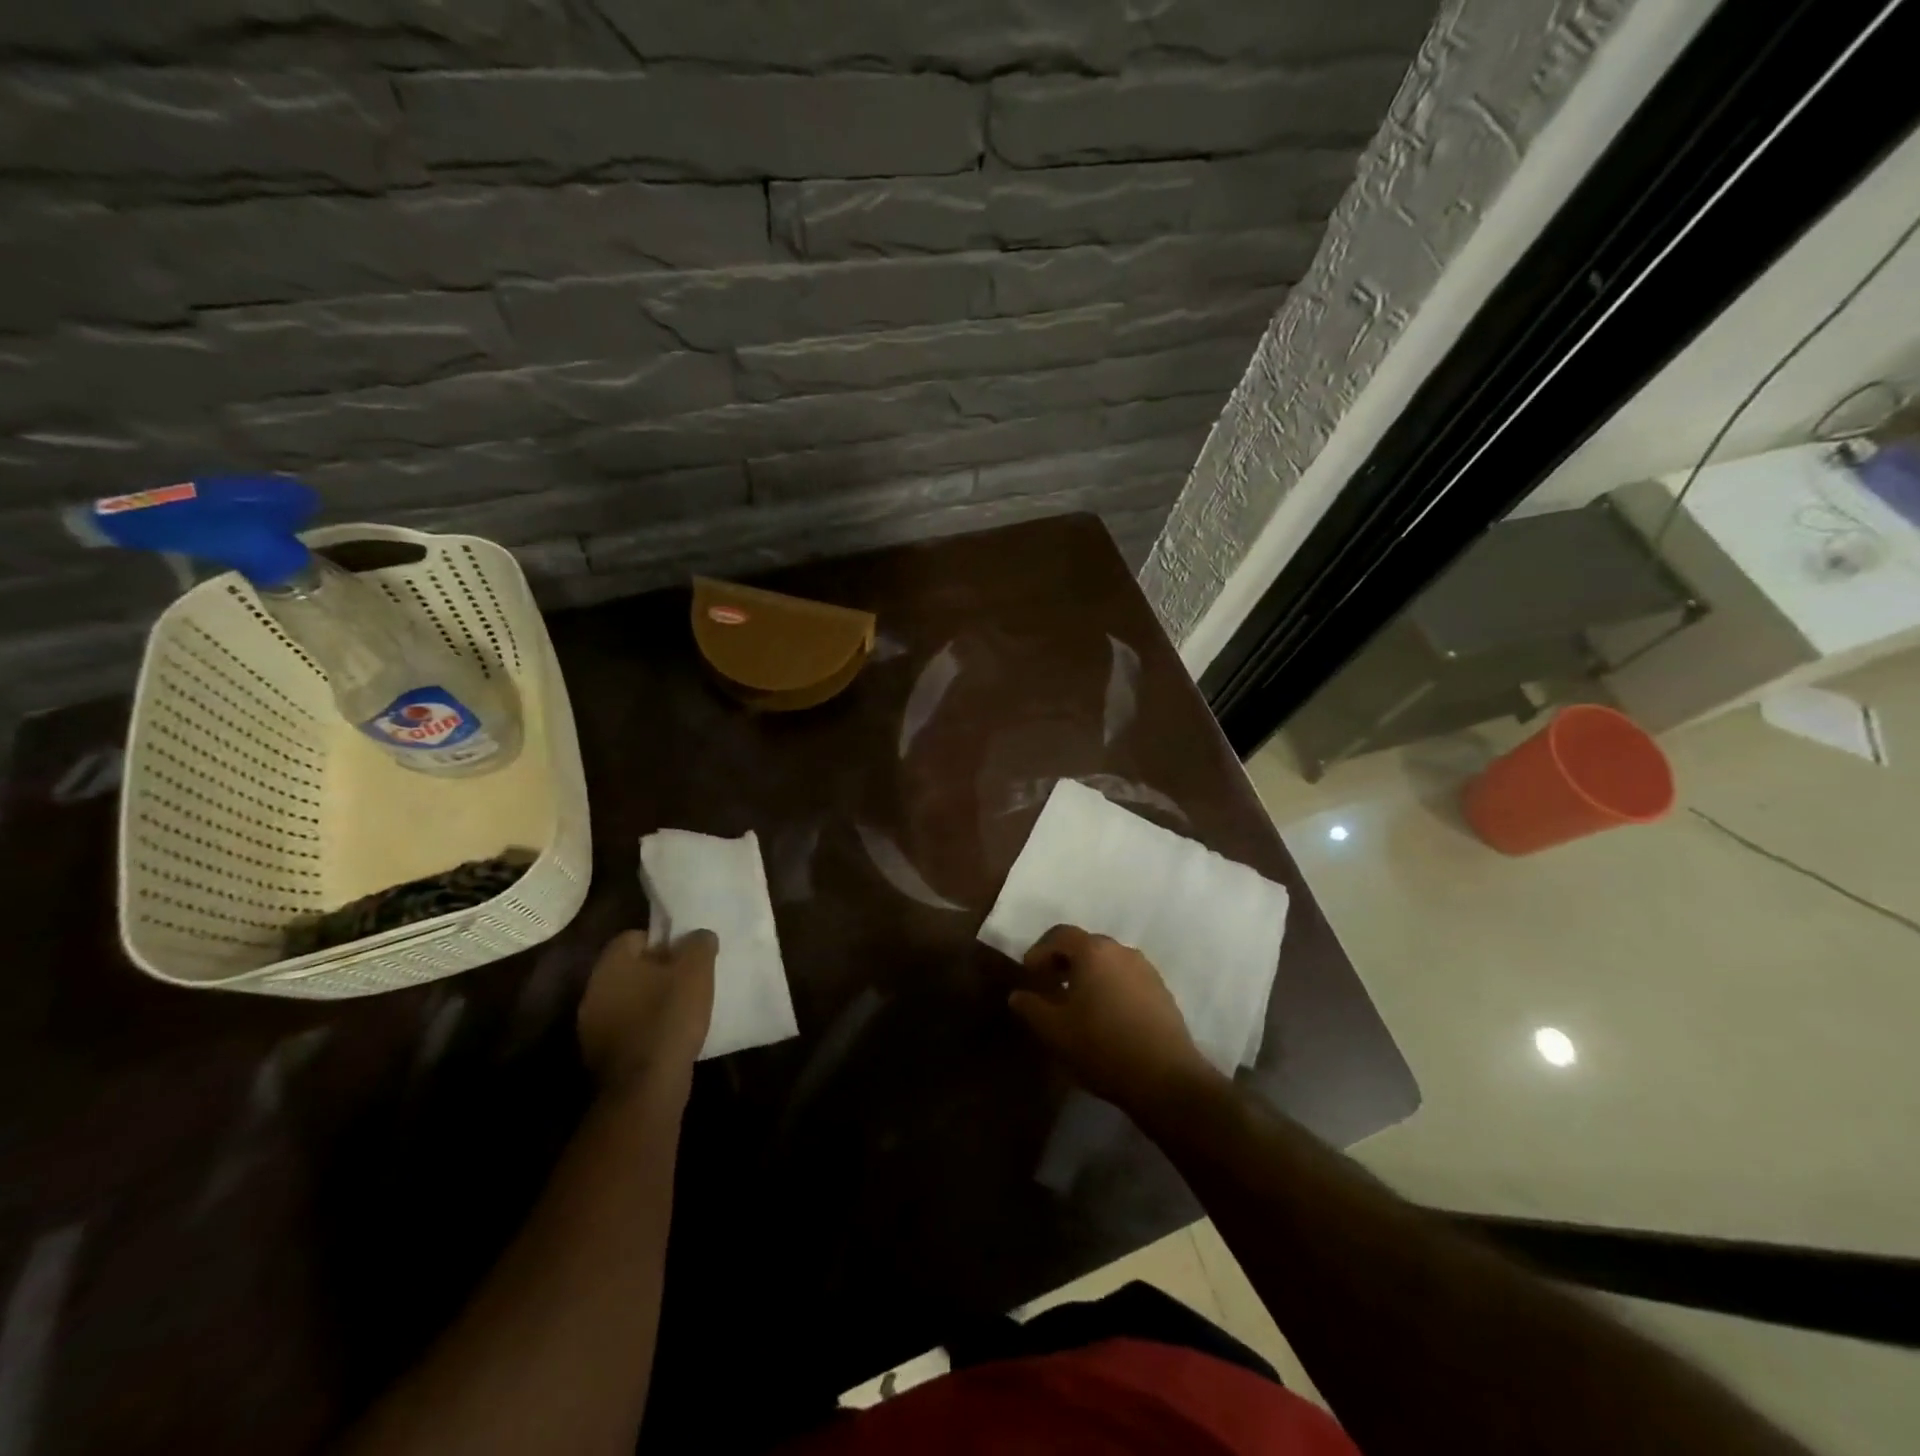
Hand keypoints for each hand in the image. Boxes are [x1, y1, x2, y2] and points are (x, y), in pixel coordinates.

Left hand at [577, 929, 716, 1097]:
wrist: (646, 1087)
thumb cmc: (669, 1017)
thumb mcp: (696, 971)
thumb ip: (699, 944)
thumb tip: (699, 935)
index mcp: (611, 964)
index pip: (635, 936)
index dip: (664, 942)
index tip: (687, 956)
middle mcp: (593, 990)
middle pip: (631, 969)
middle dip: (658, 972)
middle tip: (687, 981)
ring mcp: (592, 1026)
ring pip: (628, 1000)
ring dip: (650, 1002)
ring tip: (681, 1011)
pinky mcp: (599, 1056)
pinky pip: (627, 1029)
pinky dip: (645, 1029)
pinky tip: (668, 1038)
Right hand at [1008, 925, 1220, 1111]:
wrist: (1165, 1079)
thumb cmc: (1102, 1046)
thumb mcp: (1055, 1030)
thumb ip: (1031, 1007)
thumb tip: (1018, 995)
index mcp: (1093, 951)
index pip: (1060, 934)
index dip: (1039, 951)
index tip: (1029, 975)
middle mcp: (1121, 951)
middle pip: (1085, 945)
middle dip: (1063, 961)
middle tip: (1049, 987)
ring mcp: (1146, 970)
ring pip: (1108, 962)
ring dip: (1088, 975)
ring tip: (1076, 1004)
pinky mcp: (1162, 991)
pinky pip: (1126, 978)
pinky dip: (1110, 987)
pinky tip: (1105, 1017)